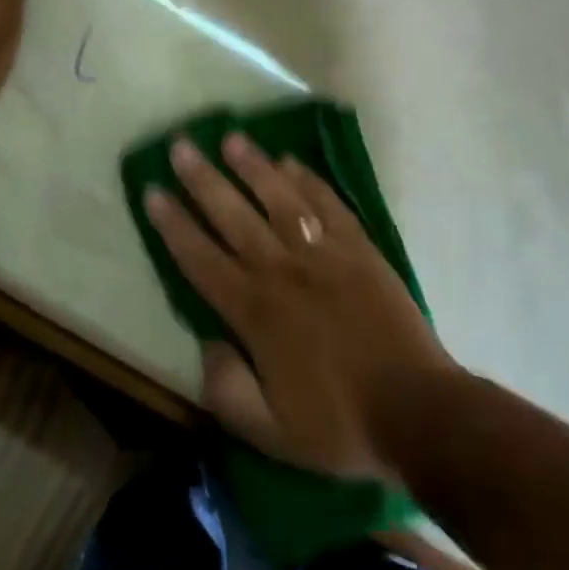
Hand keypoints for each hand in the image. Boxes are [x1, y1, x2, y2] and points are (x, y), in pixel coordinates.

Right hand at [143, 135, 454, 482]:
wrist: (416, 409)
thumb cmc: (339, 424)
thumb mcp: (269, 432)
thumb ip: (226, 389)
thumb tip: (205, 343)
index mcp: (256, 312)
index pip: (201, 259)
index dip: (173, 225)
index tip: (152, 191)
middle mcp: (284, 271)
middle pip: (234, 216)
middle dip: (203, 180)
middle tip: (180, 145)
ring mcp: (325, 254)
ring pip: (280, 199)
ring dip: (253, 167)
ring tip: (231, 138)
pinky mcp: (360, 248)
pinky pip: (328, 204)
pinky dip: (308, 181)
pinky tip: (291, 162)